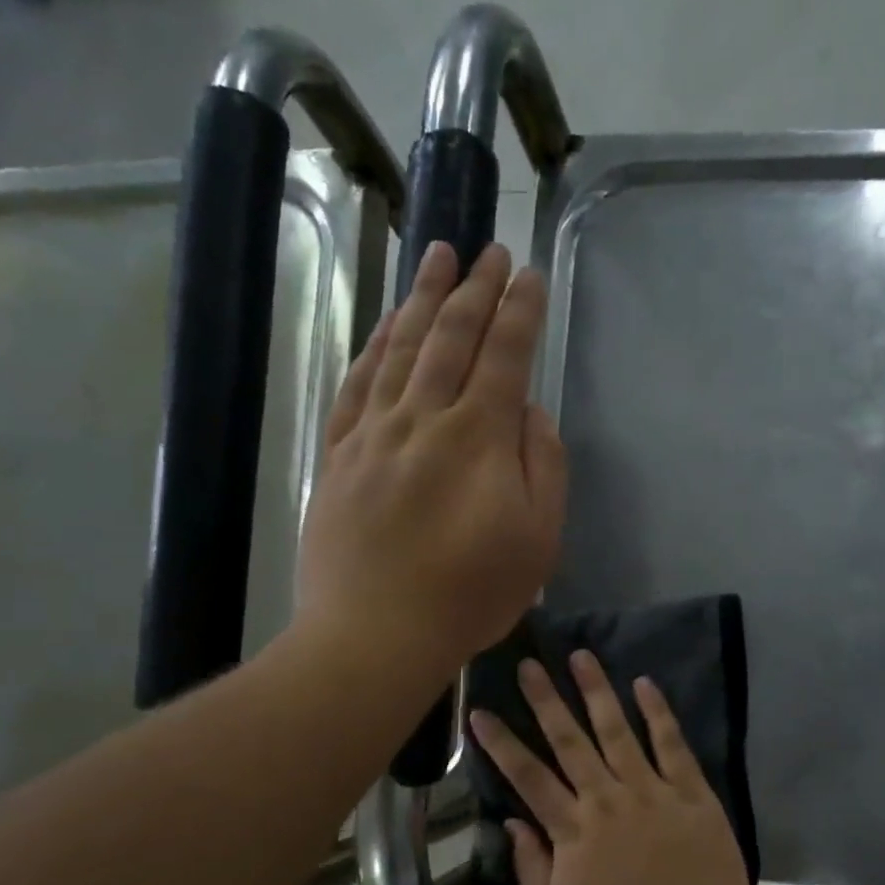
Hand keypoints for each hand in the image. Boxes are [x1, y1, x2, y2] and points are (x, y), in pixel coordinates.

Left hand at [295, 242, 565, 670]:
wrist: (376, 634)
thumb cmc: (471, 595)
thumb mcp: (538, 541)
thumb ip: (544, 468)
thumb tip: (531, 413)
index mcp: (479, 439)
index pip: (505, 356)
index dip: (520, 311)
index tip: (530, 274)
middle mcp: (424, 419)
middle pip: (451, 338)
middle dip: (476, 289)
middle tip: (489, 250)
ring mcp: (374, 433)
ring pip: (400, 348)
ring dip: (423, 298)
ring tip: (437, 256)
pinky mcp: (340, 455)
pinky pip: (357, 383)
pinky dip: (375, 345)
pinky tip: (386, 324)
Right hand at [468, 650, 771, 884]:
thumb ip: (533, 868)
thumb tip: (513, 822)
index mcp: (574, 831)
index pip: (528, 777)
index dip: (502, 744)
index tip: (480, 711)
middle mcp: (608, 800)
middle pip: (570, 742)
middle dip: (545, 701)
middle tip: (529, 664)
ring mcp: (652, 791)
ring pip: (617, 731)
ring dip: (597, 692)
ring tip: (580, 656)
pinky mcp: (691, 791)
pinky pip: (672, 744)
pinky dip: (658, 713)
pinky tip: (645, 684)